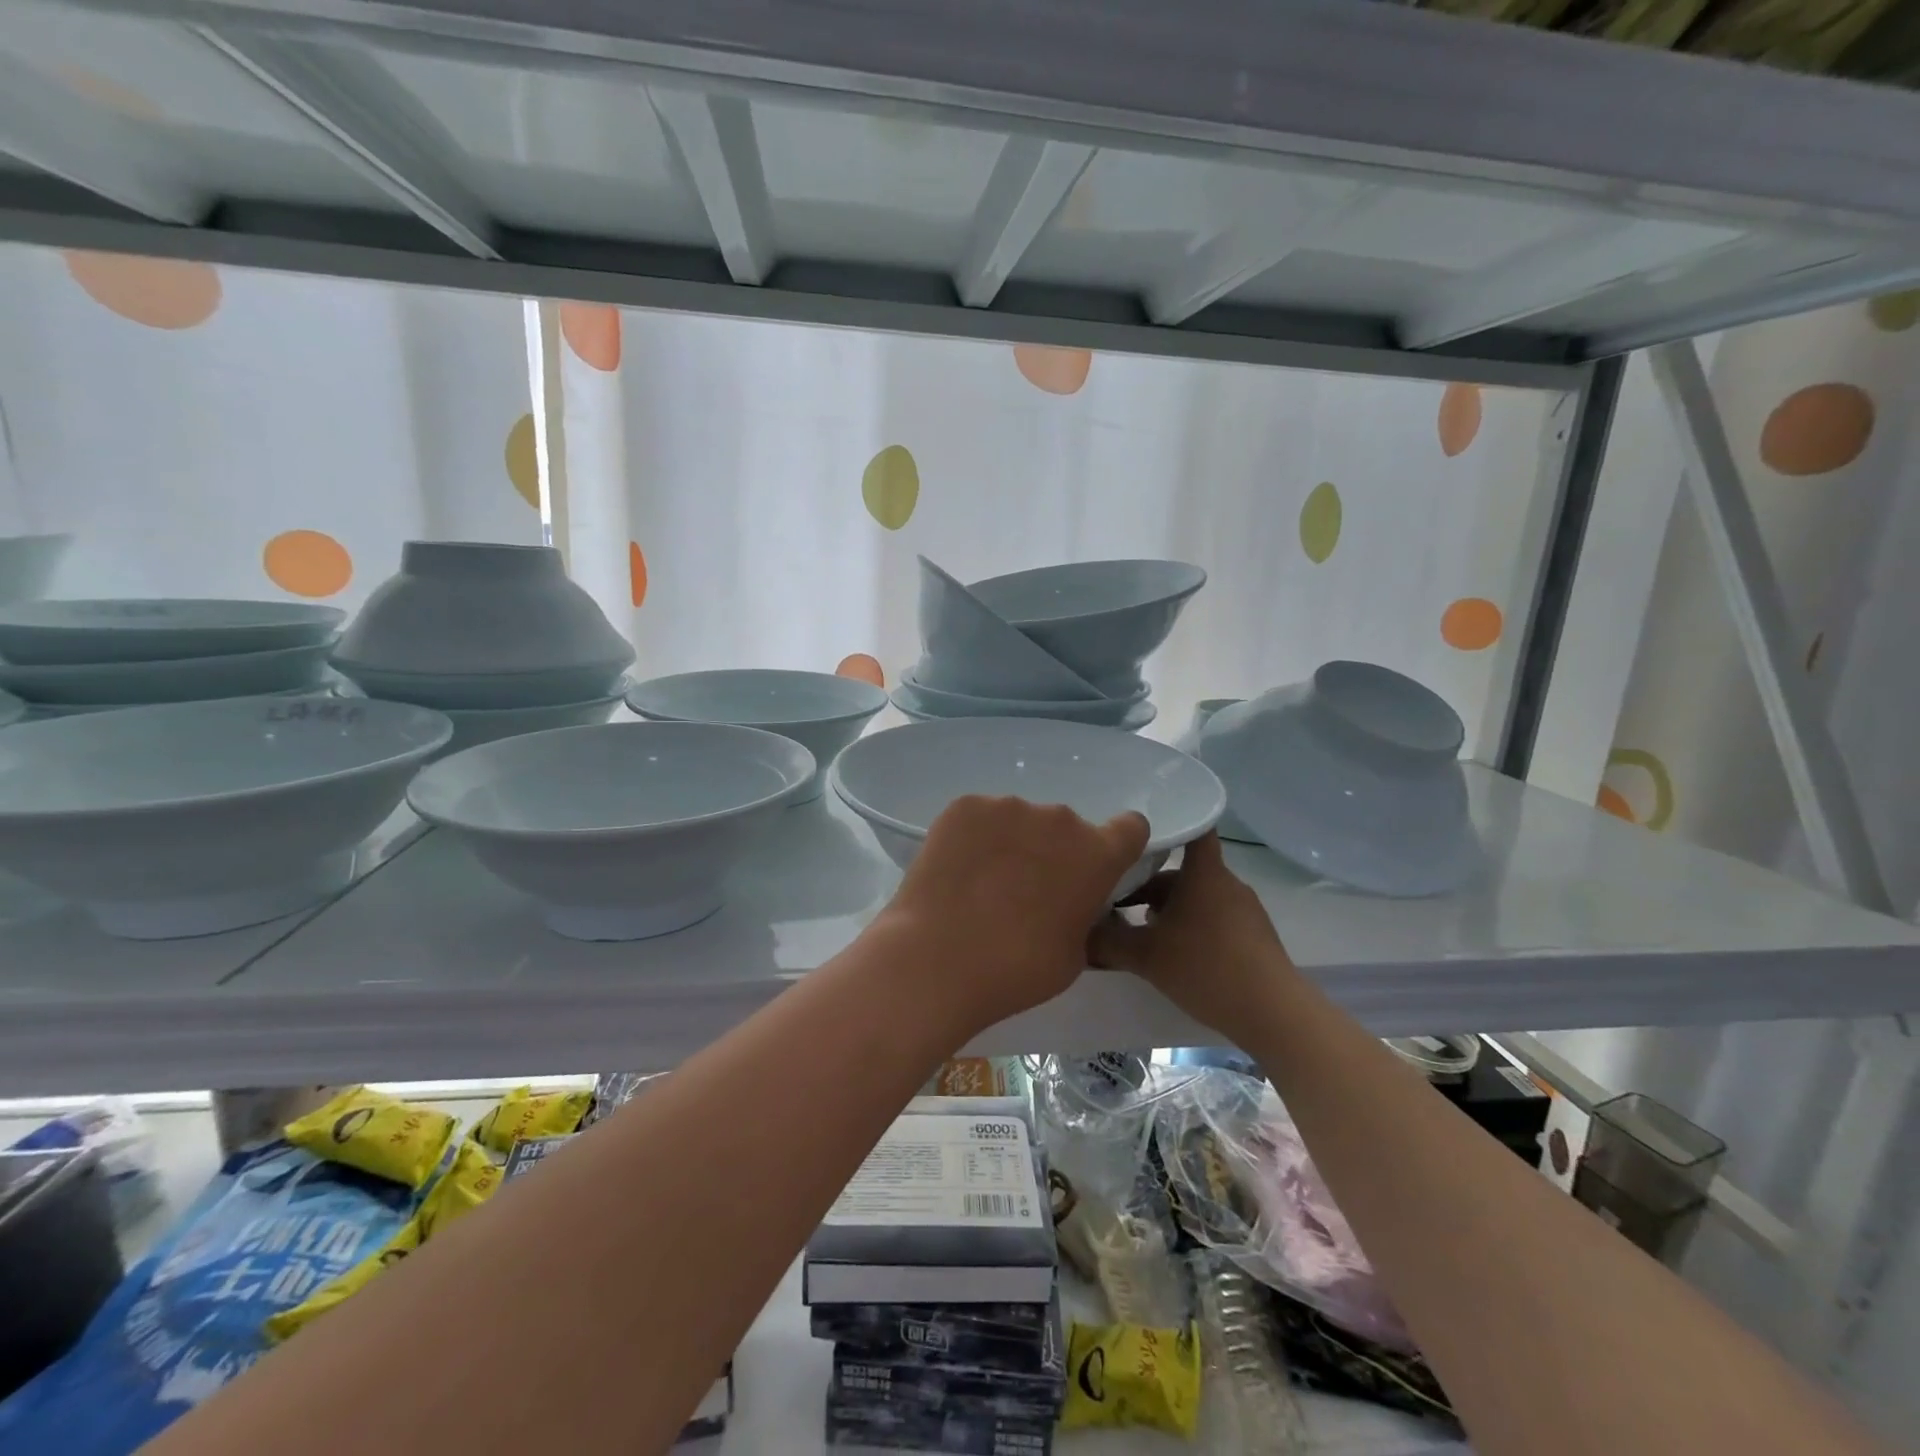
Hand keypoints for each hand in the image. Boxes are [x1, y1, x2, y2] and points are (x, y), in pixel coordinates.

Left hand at [876, 795, 1149, 1035]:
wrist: (938, 960)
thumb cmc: (1017, 969)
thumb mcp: (1075, 954)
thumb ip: (1083, 913)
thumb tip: (1069, 902)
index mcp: (1097, 854)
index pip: (1130, 828)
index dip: (1117, 845)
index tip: (1095, 868)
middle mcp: (1059, 819)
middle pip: (1065, 828)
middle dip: (1052, 851)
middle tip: (1024, 890)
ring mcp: (1008, 806)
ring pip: (1019, 821)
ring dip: (1011, 843)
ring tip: (981, 884)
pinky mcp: (965, 806)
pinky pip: (979, 818)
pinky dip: (973, 838)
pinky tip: (956, 872)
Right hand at [1088, 832, 1293, 1035]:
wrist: (1273, 1013)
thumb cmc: (1206, 968)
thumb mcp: (1145, 956)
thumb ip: (1107, 942)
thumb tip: (1078, 933)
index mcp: (1203, 872)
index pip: (1193, 828)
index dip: (1169, 823)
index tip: (1138, 832)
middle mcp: (1225, 882)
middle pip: (1182, 870)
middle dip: (1149, 884)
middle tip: (1116, 901)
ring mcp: (1244, 909)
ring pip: (1196, 896)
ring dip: (1168, 909)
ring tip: (1139, 932)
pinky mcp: (1253, 935)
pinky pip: (1213, 918)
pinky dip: (1190, 927)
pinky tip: (1172, 954)